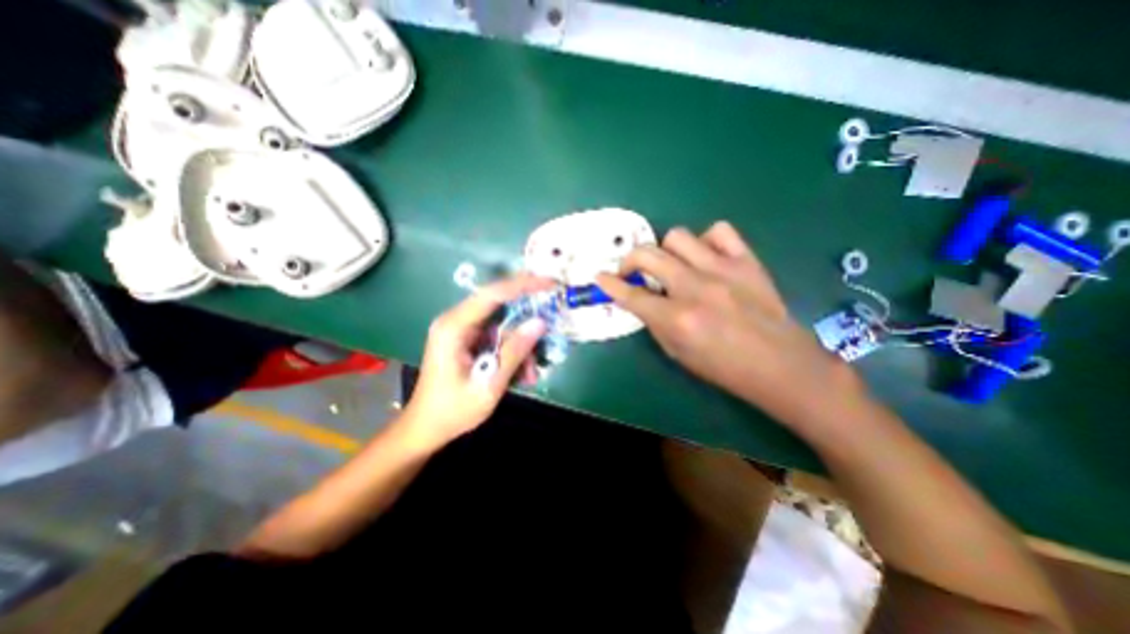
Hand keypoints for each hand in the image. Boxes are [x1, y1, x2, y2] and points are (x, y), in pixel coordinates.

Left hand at [399, 274, 553, 448]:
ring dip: (521, 345)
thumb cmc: (452, 410)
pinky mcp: (467, 339)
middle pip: (500, 305)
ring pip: (503, 324)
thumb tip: (540, 323)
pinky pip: (497, 336)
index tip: (551, 284)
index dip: (524, 285)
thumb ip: (515, 351)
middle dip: (527, 321)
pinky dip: (512, 351)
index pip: (493, 294)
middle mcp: (456, 320)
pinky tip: (521, 374)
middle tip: (550, 330)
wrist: (425, 428)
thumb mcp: (489, 384)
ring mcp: (461, 329)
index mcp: (454, 327)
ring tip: (531, 373)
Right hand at [599, 220, 867, 424]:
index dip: (610, 284)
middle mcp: (694, 288)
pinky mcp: (746, 261)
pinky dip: (707, 241)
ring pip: (678, 236)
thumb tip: (642, 300)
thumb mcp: (678, 353)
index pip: (631, 295)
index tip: (600, 277)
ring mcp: (722, 270)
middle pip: (648, 255)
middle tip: (632, 271)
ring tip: (673, 265)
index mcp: (676, 319)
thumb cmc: (723, 367)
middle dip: (629, 260)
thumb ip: (655, 323)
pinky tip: (707, 257)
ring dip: (667, 250)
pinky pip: (719, 231)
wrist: (780, 364)